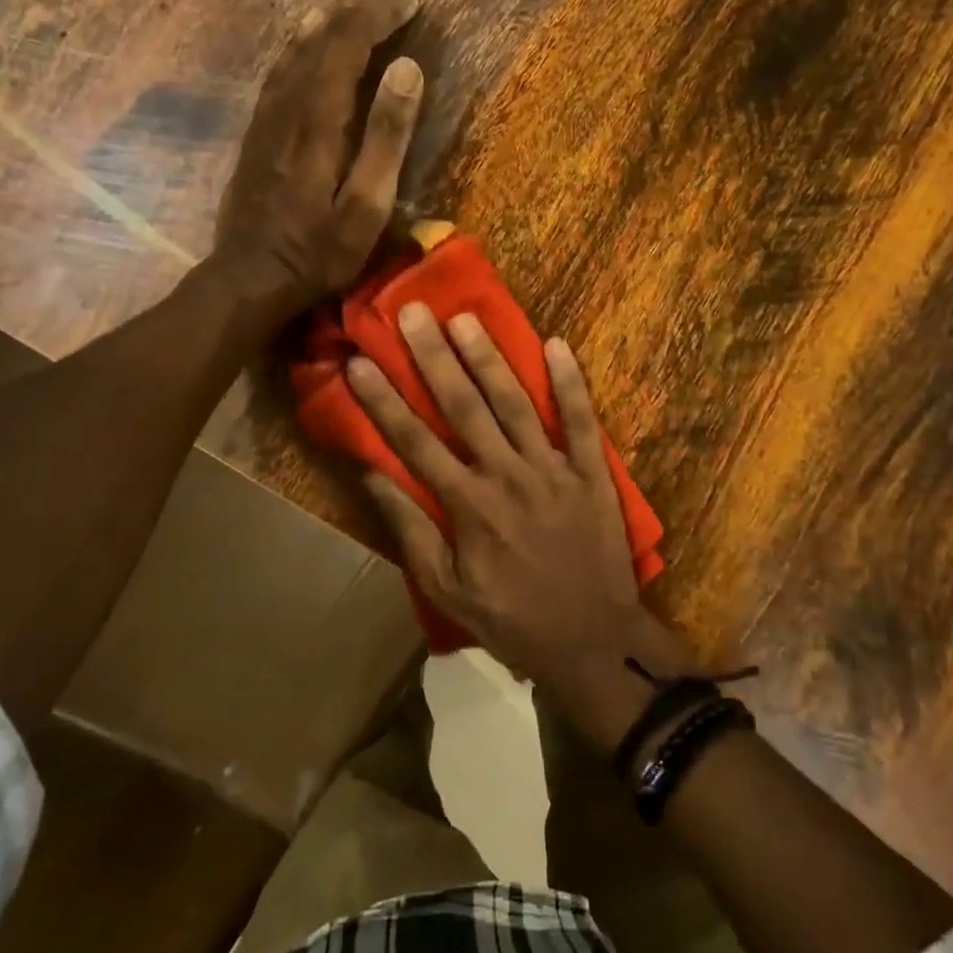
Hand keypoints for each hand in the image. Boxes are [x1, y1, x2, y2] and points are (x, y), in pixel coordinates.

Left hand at [214, 0, 424, 310]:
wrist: (249, 279)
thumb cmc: (318, 253)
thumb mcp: (366, 206)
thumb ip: (386, 139)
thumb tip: (407, 70)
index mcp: (318, 122)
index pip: (347, 47)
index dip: (377, 15)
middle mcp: (287, 109)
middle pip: (319, 42)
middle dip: (356, 11)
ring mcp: (265, 121)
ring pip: (293, 53)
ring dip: (324, 23)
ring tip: (350, 4)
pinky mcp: (256, 137)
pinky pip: (278, 75)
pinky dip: (298, 48)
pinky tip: (304, 47)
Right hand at [347, 304, 693, 715]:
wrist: (593, 641)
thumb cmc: (512, 620)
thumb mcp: (447, 590)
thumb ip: (411, 532)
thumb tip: (374, 478)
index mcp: (468, 505)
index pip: (415, 441)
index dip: (383, 400)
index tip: (359, 361)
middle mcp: (508, 475)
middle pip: (464, 406)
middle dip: (433, 357)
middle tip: (412, 312)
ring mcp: (554, 469)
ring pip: (517, 403)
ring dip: (490, 358)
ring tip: (465, 318)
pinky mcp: (592, 472)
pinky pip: (582, 421)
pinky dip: (571, 383)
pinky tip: (556, 344)